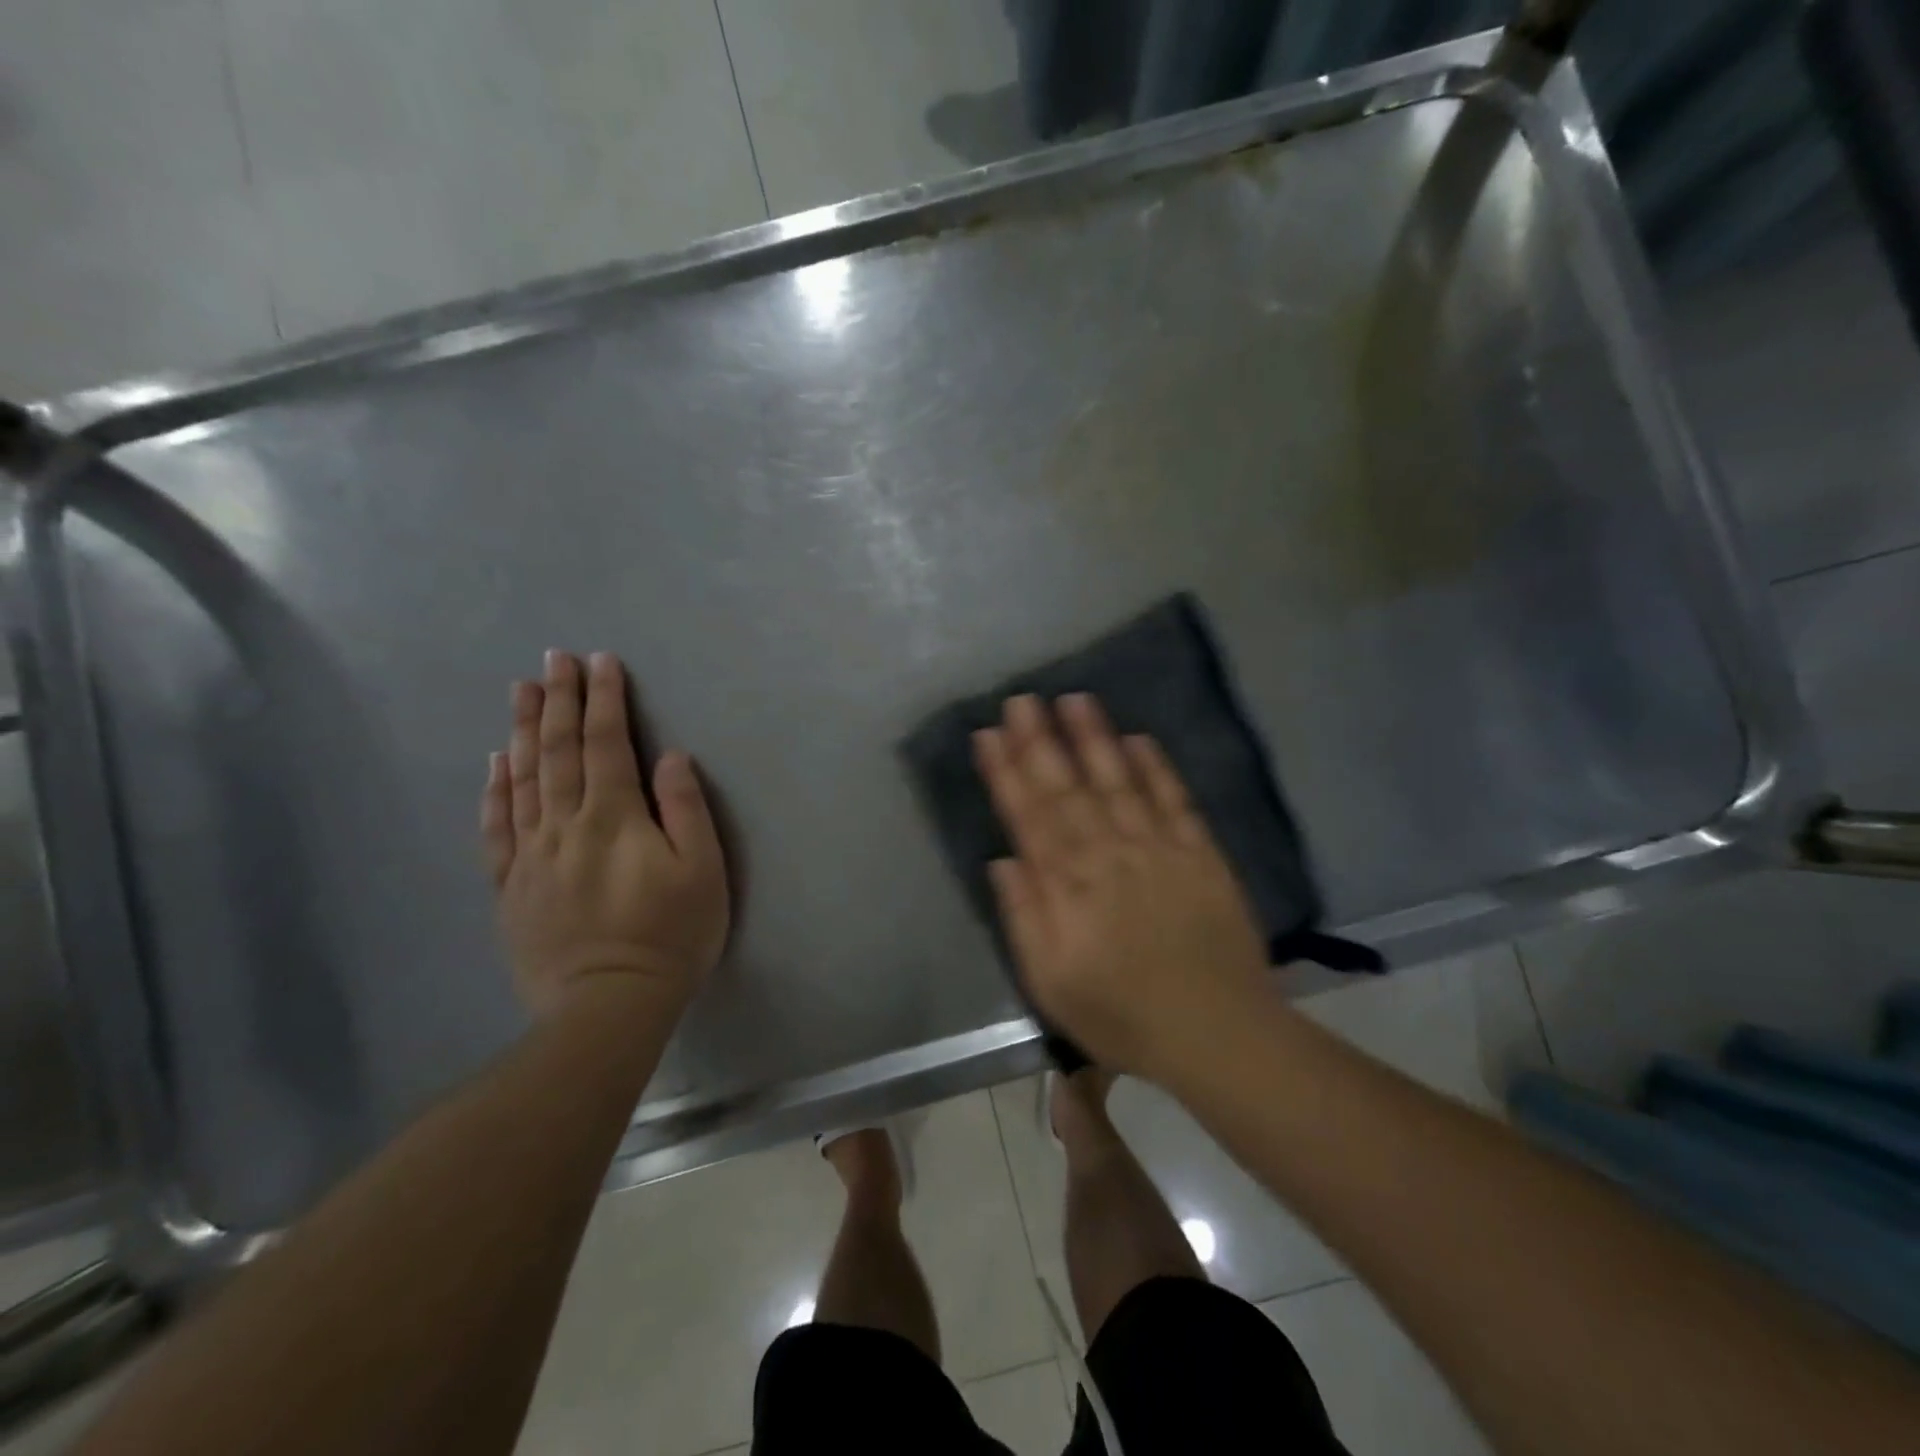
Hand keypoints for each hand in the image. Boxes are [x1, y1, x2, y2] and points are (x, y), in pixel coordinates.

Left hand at [481, 651, 728, 1021]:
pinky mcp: (511, 887)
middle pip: (559, 752)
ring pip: (524, 780)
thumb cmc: (670, 936)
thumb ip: (686, 810)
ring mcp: (531, 856)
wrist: (608, 1006)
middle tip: (554, 659)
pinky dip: (496, 790)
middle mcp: (565, 826)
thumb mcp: (703, 872)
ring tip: (522, 690)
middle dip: (560, 701)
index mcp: (614, 818)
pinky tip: (496, 763)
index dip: (605, 700)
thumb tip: (670, 758)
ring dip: (524, 731)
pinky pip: (497, 828)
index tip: (601, 662)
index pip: (608, 744)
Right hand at [973, 693, 1271, 1079]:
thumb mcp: (1051, 983)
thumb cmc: (1122, 1015)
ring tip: (1074, 699)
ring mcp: (1157, 850)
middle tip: (1022, 699)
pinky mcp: (1200, 854)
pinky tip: (1140, 739)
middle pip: (1068, 789)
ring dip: (1094, 739)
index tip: (989, 734)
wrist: (1216, 1032)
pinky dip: (1157, 769)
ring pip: (1118, 783)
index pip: (1029, 817)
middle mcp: (1108, 855)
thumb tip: (1002, 860)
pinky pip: (1175, 801)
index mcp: (1068, 887)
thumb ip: (1024, 917)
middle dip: (1041, 741)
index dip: (1007, 773)